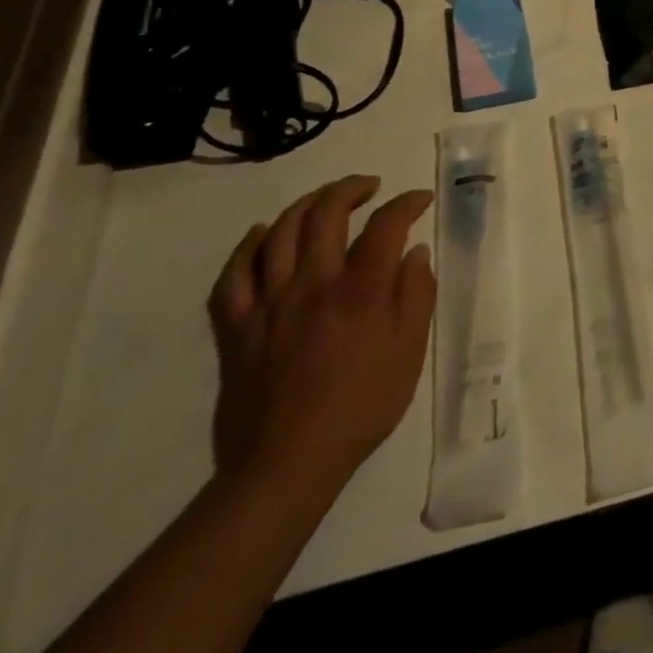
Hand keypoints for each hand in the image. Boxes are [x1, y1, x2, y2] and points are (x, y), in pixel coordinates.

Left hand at [208, 175, 435, 495]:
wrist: (286, 465)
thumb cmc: (361, 407)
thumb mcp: (409, 353)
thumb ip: (416, 296)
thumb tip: (414, 253)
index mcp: (360, 291)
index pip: (386, 224)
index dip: (406, 203)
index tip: (420, 200)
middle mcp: (313, 285)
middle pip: (326, 213)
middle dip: (351, 189)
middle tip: (370, 187)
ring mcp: (268, 304)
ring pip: (280, 232)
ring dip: (306, 205)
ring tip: (325, 201)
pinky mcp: (236, 328)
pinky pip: (233, 275)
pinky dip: (248, 247)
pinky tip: (263, 235)